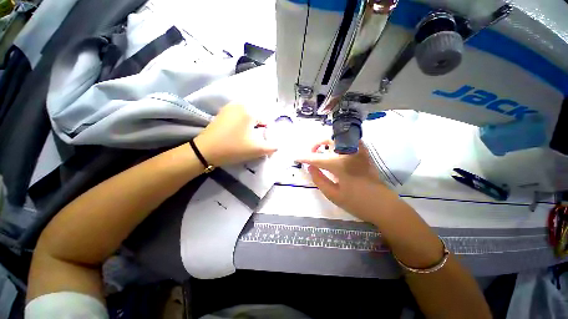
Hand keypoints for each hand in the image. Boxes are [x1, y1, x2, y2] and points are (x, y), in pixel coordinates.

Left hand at [194, 103, 276, 166]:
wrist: (205, 151)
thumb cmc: (234, 148)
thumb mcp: (258, 149)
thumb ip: (272, 147)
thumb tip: (278, 144)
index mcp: (250, 110)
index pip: (266, 121)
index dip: (265, 133)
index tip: (258, 142)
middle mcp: (240, 104)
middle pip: (257, 118)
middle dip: (257, 129)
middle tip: (252, 141)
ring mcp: (229, 107)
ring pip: (248, 118)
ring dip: (249, 128)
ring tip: (244, 139)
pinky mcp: (222, 113)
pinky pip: (238, 117)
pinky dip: (241, 125)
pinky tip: (236, 134)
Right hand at [297, 140, 400, 222]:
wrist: (383, 206)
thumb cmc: (357, 203)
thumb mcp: (334, 195)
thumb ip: (319, 179)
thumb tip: (310, 167)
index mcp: (340, 165)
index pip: (317, 158)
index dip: (305, 158)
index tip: (296, 157)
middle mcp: (349, 153)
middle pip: (329, 141)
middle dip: (317, 145)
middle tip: (311, 153)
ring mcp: (359, 152)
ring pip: (340, 139)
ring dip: (328, 142)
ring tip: (322, 151)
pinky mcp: (365, 154)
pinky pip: (350, 142)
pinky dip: (340, 143)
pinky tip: (337, 151)